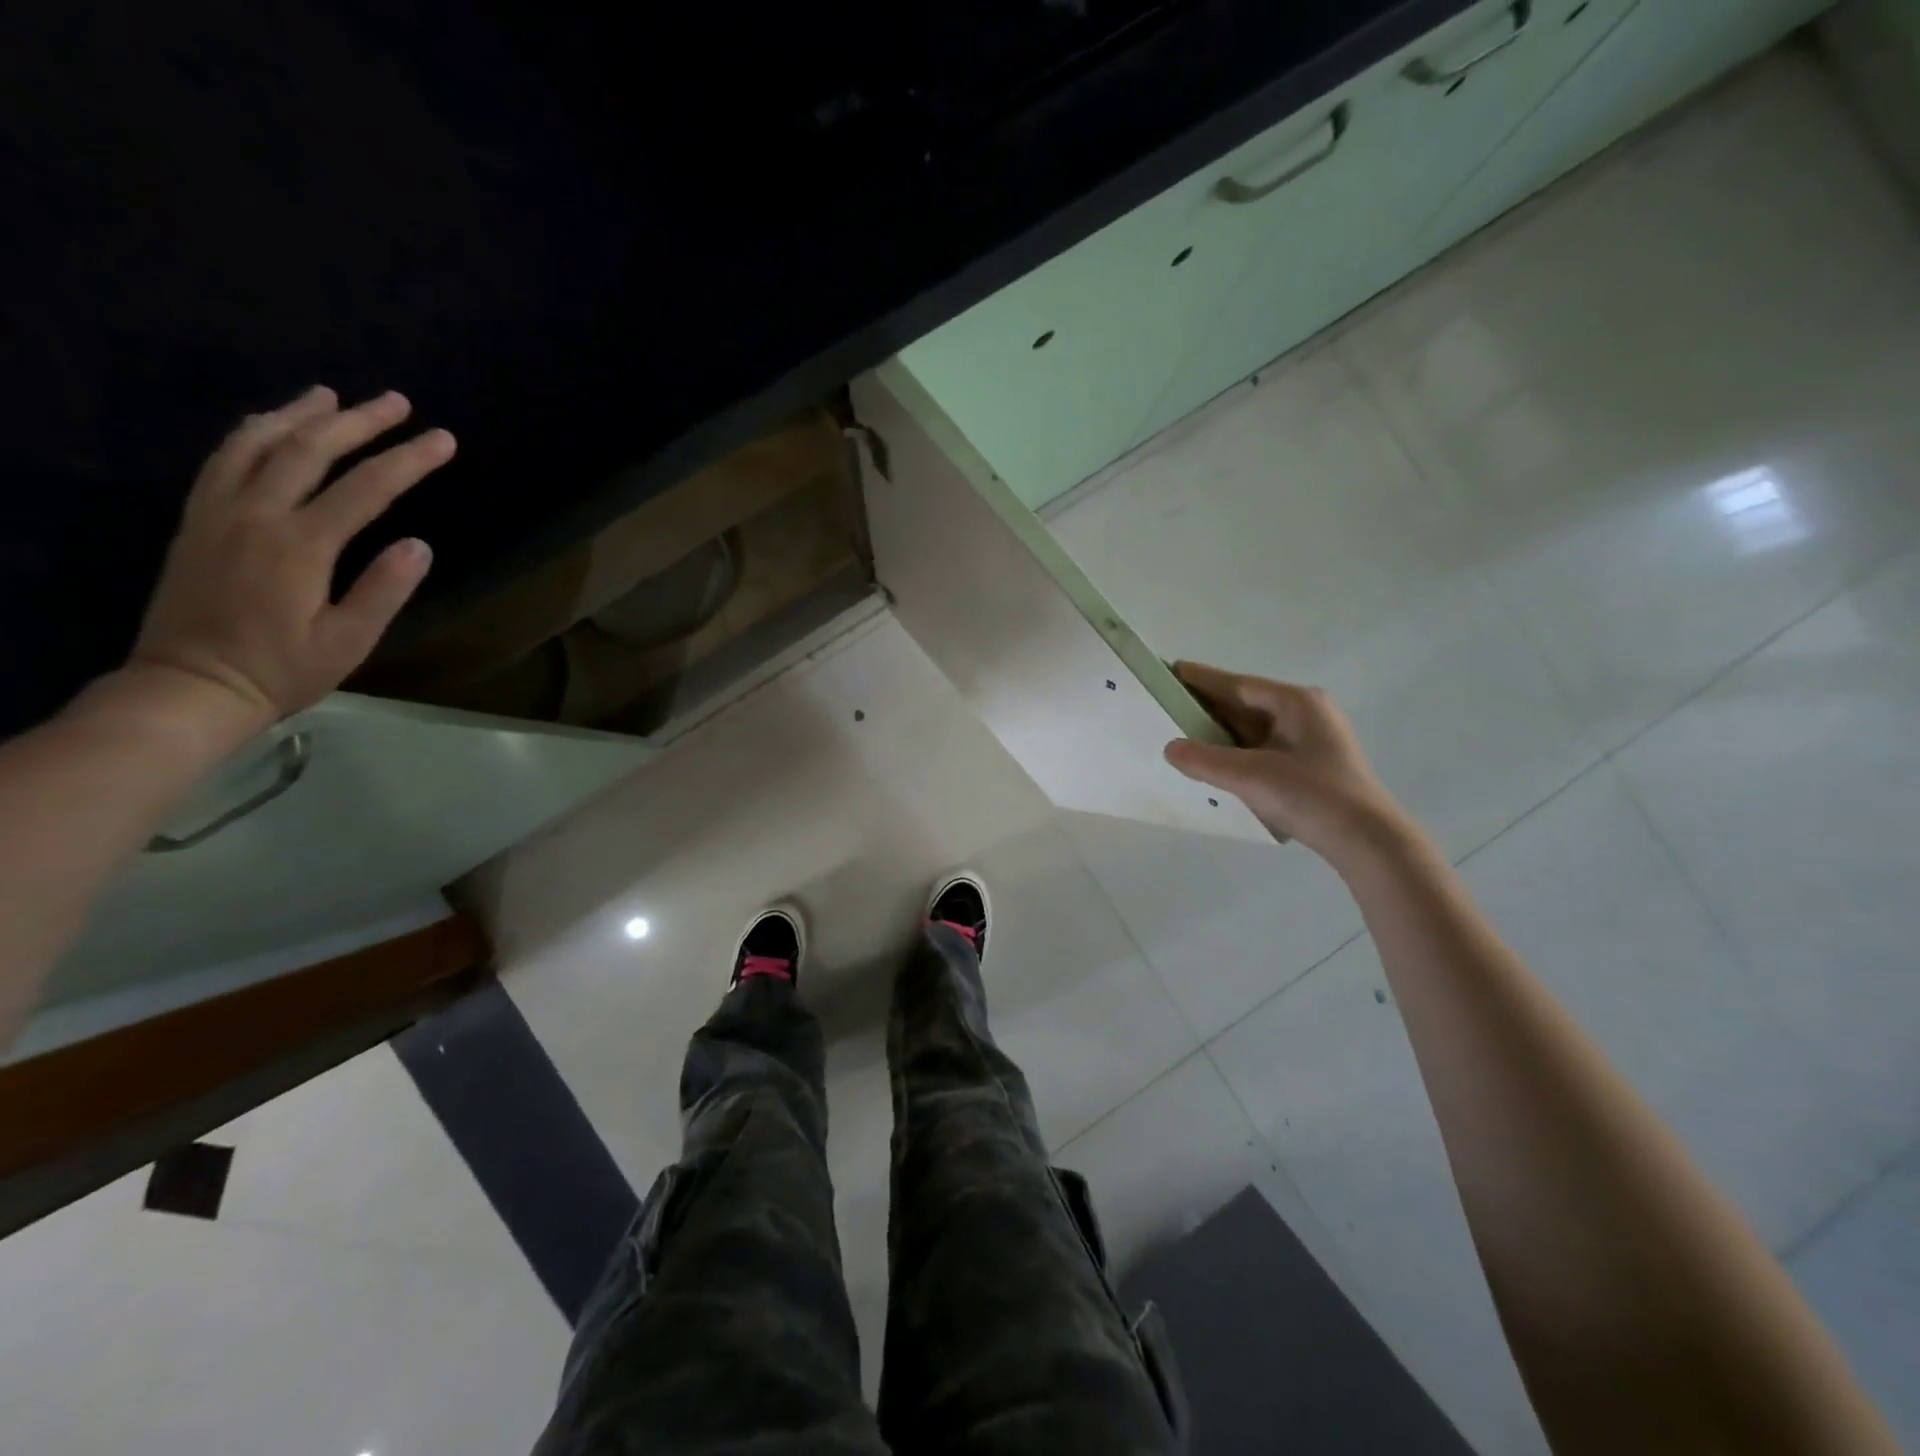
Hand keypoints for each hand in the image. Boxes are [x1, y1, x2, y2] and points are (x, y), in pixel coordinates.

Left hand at [126, 386, 453, 736]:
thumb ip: (383, 589)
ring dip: (299, 415)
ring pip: (258, 443)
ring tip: (331, 396)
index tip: (443, 440)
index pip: (366, 488)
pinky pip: (223, 460)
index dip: (409, 460)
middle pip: (310, 450)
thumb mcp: (348, 641)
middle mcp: (256, 514)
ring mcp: (218, 512)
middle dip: (359, 422)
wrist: (191, 684)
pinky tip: (269, 425)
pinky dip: (251, 433)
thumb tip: (420, 544)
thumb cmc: (282, 669)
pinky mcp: (198, 520)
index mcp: (300, 545)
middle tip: (397, 402)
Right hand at [1164, 661, 1409, 863]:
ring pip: (1253, 729)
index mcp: (1296, 703)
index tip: (1169, 671)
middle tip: (1166, 705)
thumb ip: (1206, 760)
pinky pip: (1261, 749)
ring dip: (1219, 733)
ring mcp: (1309, 741)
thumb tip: (1170, 748)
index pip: (1238, 685)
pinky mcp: (1309, 767)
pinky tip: (1213, 763)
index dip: (1201, 679)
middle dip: (1207, 707)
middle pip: (1245, 705)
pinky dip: (1235, 752)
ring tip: (1181, 733)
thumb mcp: (1252, 776)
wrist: (1368, 842)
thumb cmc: (1312, 796)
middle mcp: (1305, 715)